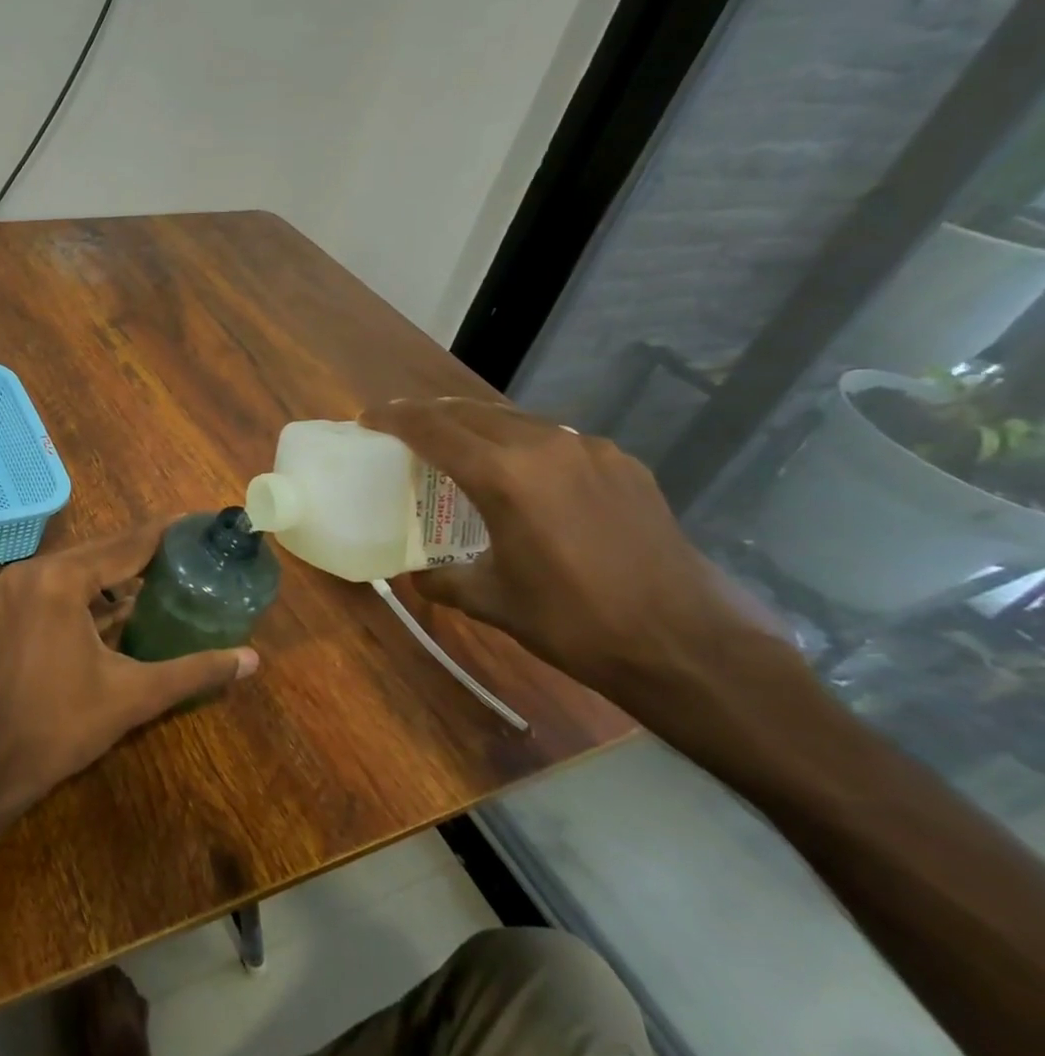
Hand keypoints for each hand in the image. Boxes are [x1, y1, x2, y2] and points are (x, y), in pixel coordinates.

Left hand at [0, 518, 259, 825]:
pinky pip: (64, 583)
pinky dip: (96, 589)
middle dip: (148, 550)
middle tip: (195, 549)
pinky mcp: (15, 605)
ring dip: (122, 569)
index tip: (202, 522)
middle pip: (104, 550)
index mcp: (60, 580)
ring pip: (83, 566)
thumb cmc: (63, 726)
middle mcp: (35, 570)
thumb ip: (195, 671)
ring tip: (171, 569)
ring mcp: (19, 586)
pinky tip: (131, 599)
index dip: (167, 534)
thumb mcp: (135, 695)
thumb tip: (252, 659)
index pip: (126, 545)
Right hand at [361, 398, 780, 714]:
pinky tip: (523, 473)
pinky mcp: (622, 463)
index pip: (432, 428)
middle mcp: (544, 447)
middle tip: (404, 431)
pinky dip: (522, 442)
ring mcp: (589, 450)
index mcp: (504, 475)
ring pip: (515, 418)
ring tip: (457, 446)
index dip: (393, 418)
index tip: (368, 420)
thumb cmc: (574, 622)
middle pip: (470, 412)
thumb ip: (443, 580)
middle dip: (430, 415)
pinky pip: (555, 438)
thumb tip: (416, 575)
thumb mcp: (492, 602)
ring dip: (476, 424)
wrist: (686, 643)